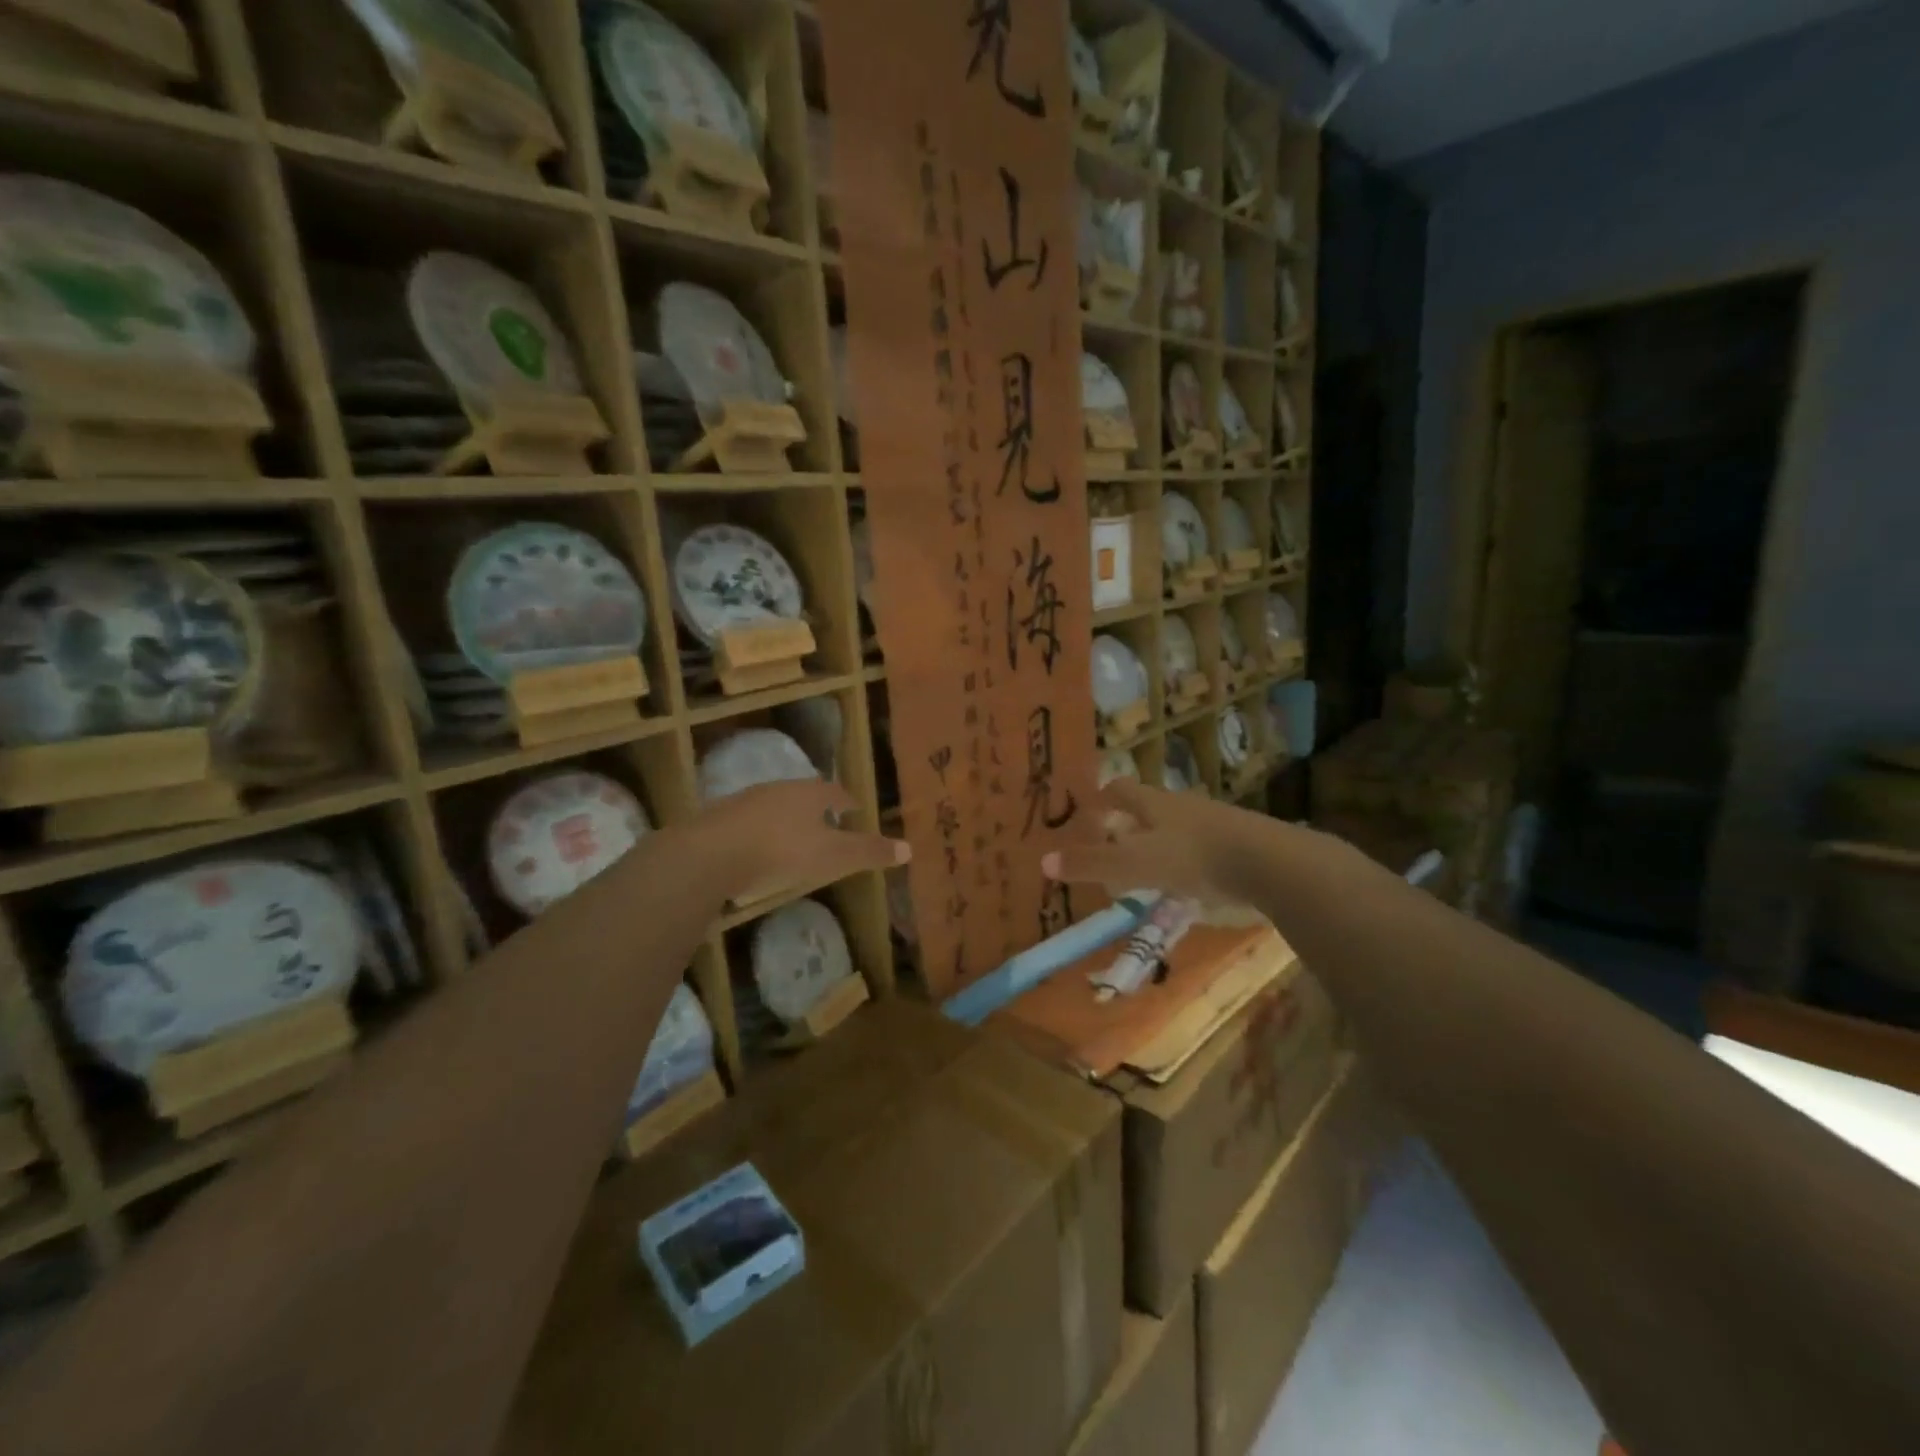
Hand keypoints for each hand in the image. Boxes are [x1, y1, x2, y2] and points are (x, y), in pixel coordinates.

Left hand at [690, 779, 908, 902]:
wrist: (711, 853)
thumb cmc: (782, 851)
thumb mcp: (833, 856)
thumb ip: (868, 852)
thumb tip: (909, 848)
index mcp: (810, 793)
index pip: (836, 792)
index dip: (847, 802)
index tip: (854, 812)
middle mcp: (779, 789)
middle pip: (805, 795)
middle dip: (817, 809)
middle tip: (828, 824)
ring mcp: (747, 801)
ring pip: (776, 806)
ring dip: (788, 819)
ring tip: (795, 838)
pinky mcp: (720, 820)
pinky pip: (750, 823)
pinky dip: (761, 833)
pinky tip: (759, 851)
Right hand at [1040, 780, 1299, 904]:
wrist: (1268, 862)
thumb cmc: (1193, 857)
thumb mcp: (1133, 864)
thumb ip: (1091, 864)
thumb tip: (1043, 862)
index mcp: (1153, 803)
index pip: (1120, 789)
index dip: (1101, 798)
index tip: (1088, 811)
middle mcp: (1180, 806)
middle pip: (1147, 806)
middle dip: (1127, 822)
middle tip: (1111, 843)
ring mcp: (1212, 822)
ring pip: (1174, 826)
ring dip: (1156, 841)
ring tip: (1144, 867)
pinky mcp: (1235, 843)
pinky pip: (1200, 845)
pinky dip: (1184, 858)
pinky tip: (1186, 881)